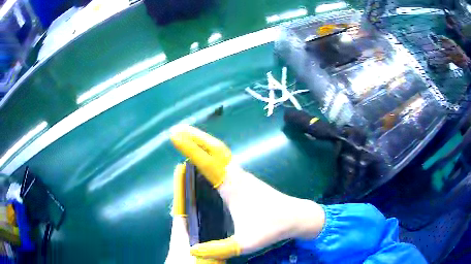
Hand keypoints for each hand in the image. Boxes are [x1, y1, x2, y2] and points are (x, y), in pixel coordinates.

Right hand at [170, 125, 325, 259]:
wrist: (295, 216)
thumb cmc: (272, 227)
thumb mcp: (245, 242)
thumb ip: (218, 248)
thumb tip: (192, 250)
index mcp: (233, 187)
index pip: (207, 163)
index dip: (190, 149)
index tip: (175, 136)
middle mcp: (236, 176)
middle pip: (214, 149)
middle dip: (195, 137)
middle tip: (177, 129)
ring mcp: (242, 175)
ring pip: (220, 152)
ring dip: (203, 142)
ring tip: (186, 137)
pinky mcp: (245, 179)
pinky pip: (224, 160)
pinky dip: (211, 152)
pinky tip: (205, 156)